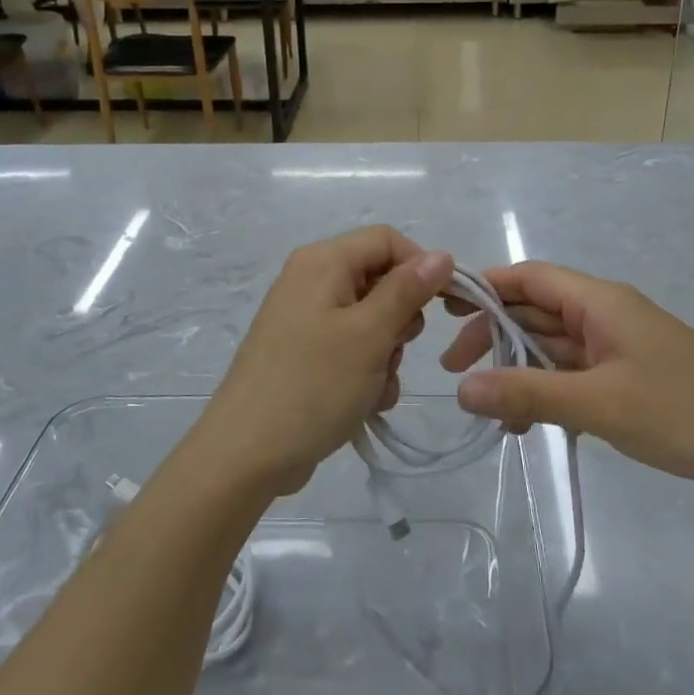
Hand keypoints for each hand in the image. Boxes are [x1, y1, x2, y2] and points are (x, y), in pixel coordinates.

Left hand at [200, 227, 454, 496]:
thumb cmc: (312, 386)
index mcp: (323, 262)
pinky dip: (366, 371)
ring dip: (386, 353)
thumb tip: (442, 255)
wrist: (246, 454)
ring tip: (374, 386)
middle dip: (400, 319)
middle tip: (394, 351)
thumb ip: (408, 290)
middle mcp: (311, 280)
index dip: (422, 267)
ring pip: (372, 319)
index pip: (388, 240)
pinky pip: (352, 347)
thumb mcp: (369, 335)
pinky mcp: (304, 352)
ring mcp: (305, 318)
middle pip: (381, 280)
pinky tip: (363, 402)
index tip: (447, 307)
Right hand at [442, 262, 693, 500]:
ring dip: (519, 372)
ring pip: (553, 348)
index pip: (528, 277)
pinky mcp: (630, 378)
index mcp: (599, 302)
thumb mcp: (598, 404)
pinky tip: (530, 426)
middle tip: (454, 372)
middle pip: (535, 312)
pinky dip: (548, 393)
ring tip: (490, 412)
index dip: (484, 288)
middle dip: (493, 337)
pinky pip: (575, 375)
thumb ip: (528, 394)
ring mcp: (619, 348)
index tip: (442, 313)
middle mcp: (605, 315)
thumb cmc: (684, 412)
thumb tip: (461, 389)